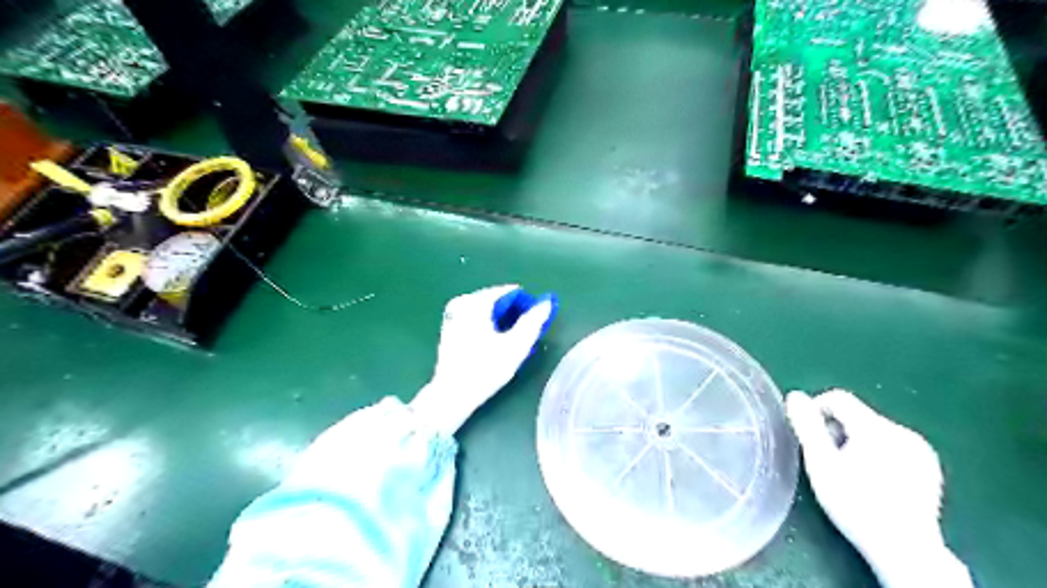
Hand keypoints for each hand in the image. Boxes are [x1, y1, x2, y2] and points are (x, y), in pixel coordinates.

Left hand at [410, 285, 555, 436]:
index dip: (527, 305)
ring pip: (487, 309)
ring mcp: (453, 314)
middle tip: (525, 334)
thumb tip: (547, 303)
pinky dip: (488, 324)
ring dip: (502, 319)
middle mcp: (462, 302)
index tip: (536, 323)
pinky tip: (494, 343)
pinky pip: (476, 317)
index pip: (511, 292)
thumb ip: (533, 322)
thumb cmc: (485, 370)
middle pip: (498, 299)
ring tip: (512, 340)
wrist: (452, 394)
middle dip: (514, 312)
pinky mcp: (449, 326)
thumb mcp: (515, 346)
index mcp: (477, 302)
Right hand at [789, 388, 967, 585]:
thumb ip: (807, 426)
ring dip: (855, 442)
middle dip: (836, 431)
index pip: (838, 398)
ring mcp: (920, 450)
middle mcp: (902, 432)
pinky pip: (893, 445)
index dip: (816, 410)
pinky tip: (874, 481)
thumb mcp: (821, 463)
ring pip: (874, 431)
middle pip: (857, 415)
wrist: (905, 549)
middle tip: (827, 460)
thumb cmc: (855, 504)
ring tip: (849, 473)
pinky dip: (877, 454)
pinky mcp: (929, 467)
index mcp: (876, 428)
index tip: (808, 436)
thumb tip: (795, 396)